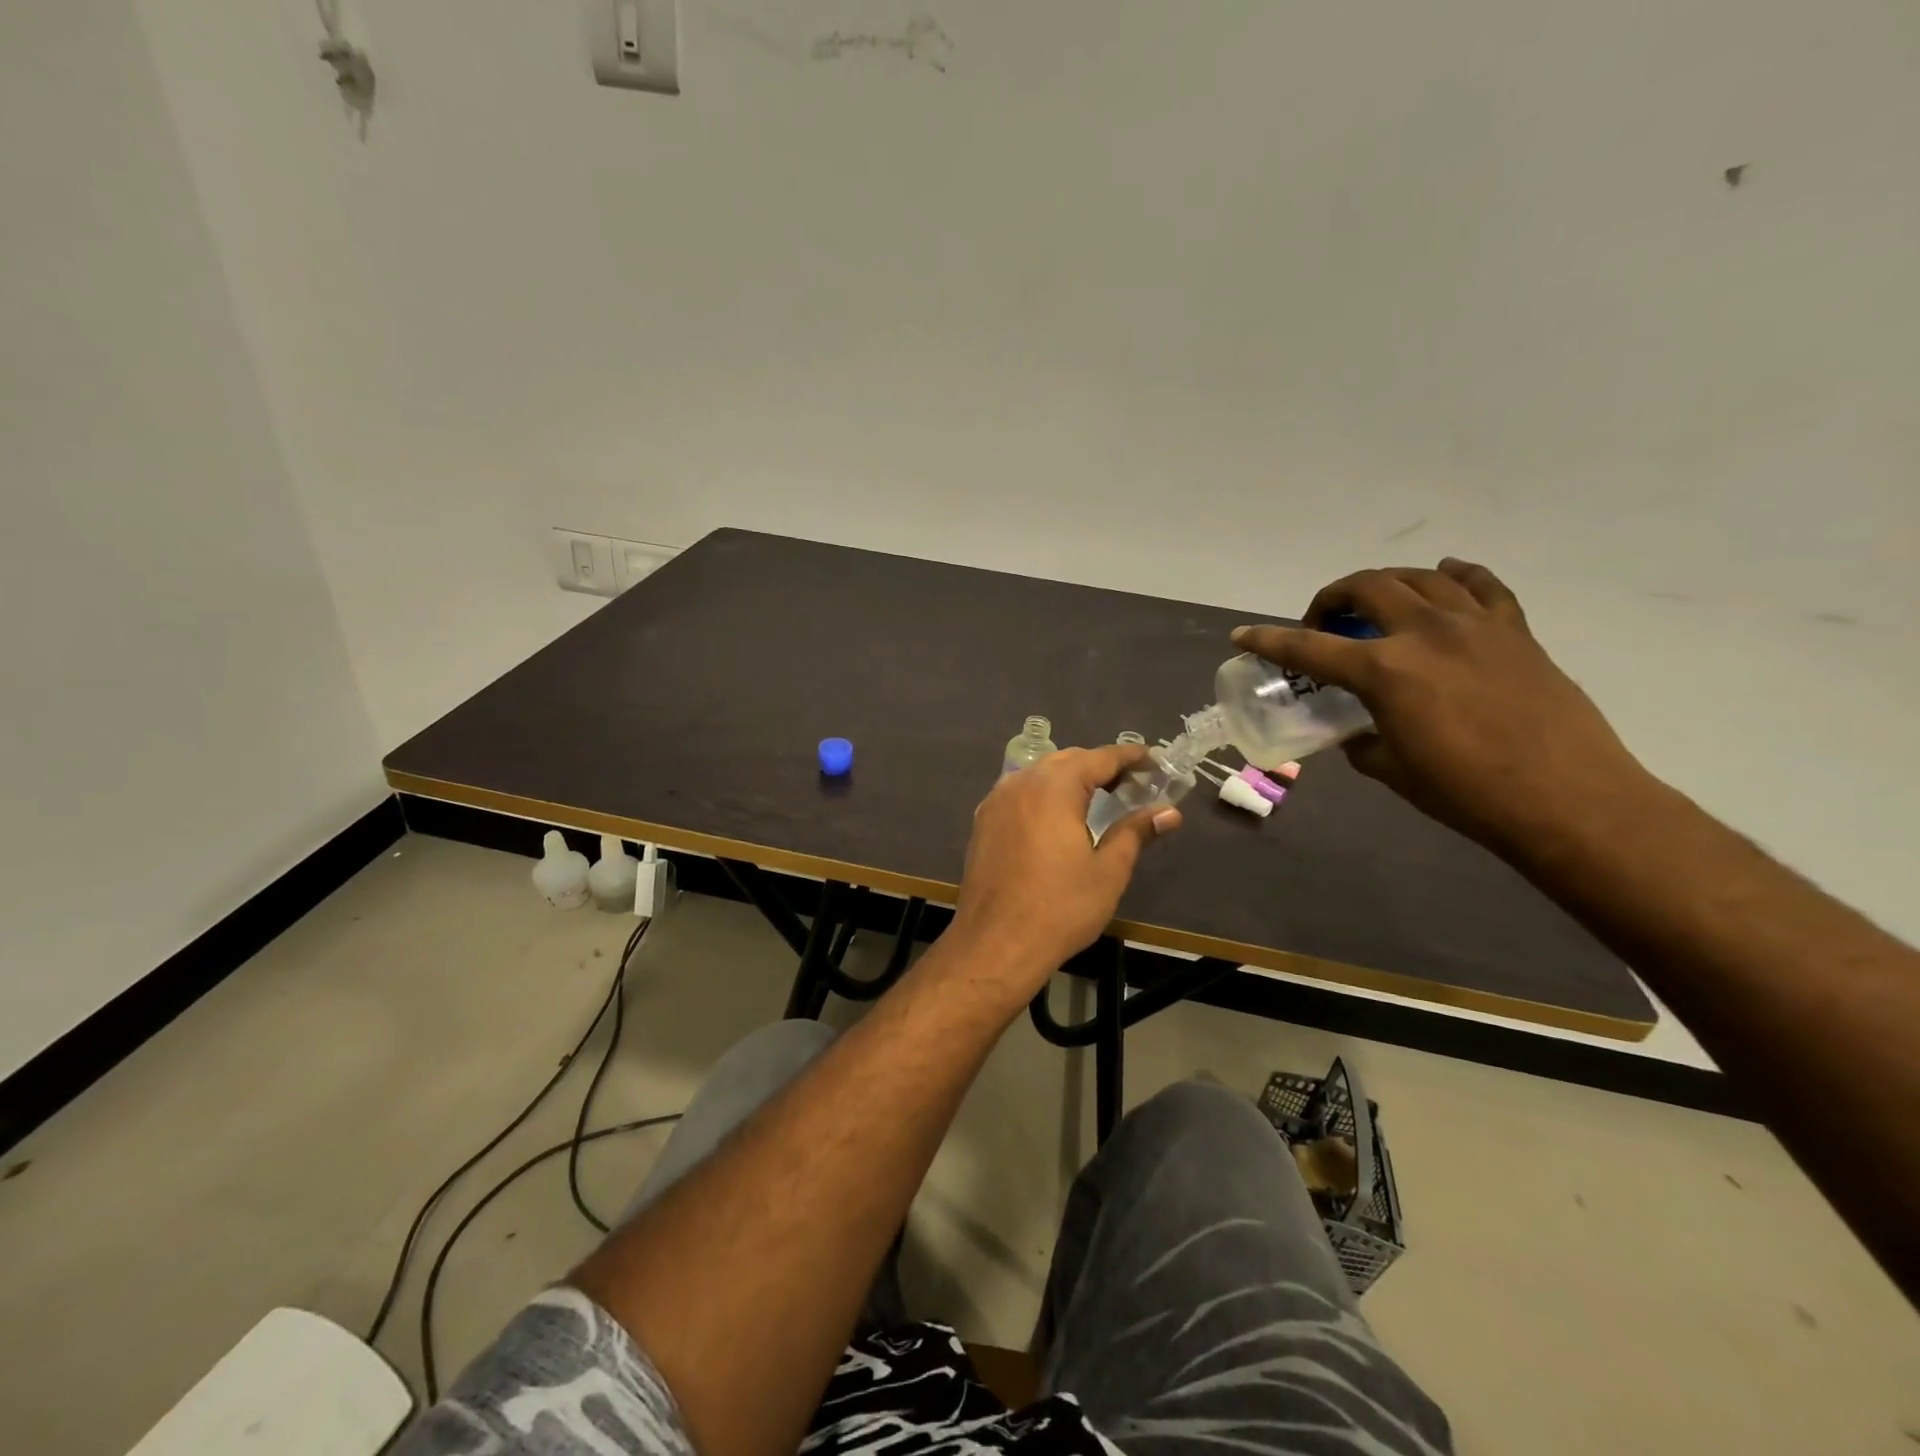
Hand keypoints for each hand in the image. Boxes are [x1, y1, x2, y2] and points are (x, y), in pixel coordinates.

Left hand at [949, 745, 1180, 995]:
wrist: (995, 943)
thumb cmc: (1060, 907)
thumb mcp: (1108, 870)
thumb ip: (1136, 832)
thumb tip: (1168, 812)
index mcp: (1053, 786)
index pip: (1099, 758)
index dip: (1129, 757)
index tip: (1154, 761)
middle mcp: (1021, 782)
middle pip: (1067, 761)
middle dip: (1099, 766)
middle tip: (1132, 784)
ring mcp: (996, 801)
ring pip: (1039, 775)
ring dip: (1070, 779)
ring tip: (1098, 798)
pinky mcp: (983, 822)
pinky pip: (1020, 793)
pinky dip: (1044, 795)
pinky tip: (1057, 817)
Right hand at [1232, 559, 1648, 852]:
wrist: (1566, 800)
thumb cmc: (1466, 793)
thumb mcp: (1391, 769)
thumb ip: (1362, 739)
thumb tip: (1357, 730)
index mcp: (1385, 670)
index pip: (1309, 647)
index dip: (1269, 640)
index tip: (1243, 635)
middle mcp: (1425, 632)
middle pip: (1366, 586)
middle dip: (1332, 597)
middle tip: (1324, 624)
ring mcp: (1475, 625)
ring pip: (1421, 577)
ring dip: (1387, 583)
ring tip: (1378, 605)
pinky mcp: (1516, 631)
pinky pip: (1483, 585)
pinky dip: (1457, 575)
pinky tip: (1445, 576)